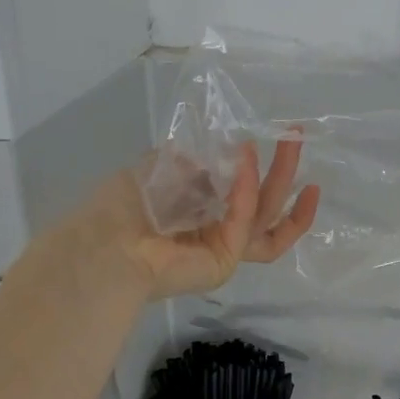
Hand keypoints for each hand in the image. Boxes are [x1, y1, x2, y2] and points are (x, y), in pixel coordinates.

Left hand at [51, 139, 319, 302]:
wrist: (102, 244)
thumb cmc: (122, 206)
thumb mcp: (161, 167)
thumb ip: (194, 161)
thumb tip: (223, 153)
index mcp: (201, 212)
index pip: (243, 195)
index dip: (260, 171)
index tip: (272, 143)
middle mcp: (216, 232)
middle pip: (267, 205)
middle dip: (284, 170)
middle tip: (297, 137)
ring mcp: (224, 249)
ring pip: (270, 218)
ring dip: (284, 179)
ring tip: (293, 144)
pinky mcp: (225, 261)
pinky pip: (246, 222)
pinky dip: (248, 190)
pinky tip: (248, 159)